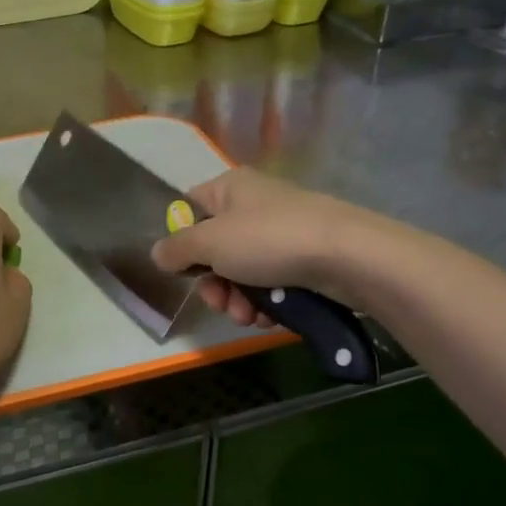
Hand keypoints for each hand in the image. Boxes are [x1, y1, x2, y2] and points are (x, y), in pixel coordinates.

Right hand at [151, 168, 372, 326]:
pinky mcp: (304, 259)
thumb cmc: (269, 240)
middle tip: (220, 303)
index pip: (189, 209)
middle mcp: (254, 205)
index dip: (181, 241)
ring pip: (242, 272)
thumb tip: (158, 254)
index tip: (183, 270)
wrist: (348, 256)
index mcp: (230, 188)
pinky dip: (266, 303)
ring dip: (238, 301)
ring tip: (249, 317)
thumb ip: (177, 249)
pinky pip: (271, 283)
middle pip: (215, 249)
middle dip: (214, 284)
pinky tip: (270, 318)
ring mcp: (281, 232)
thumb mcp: (210, 243)